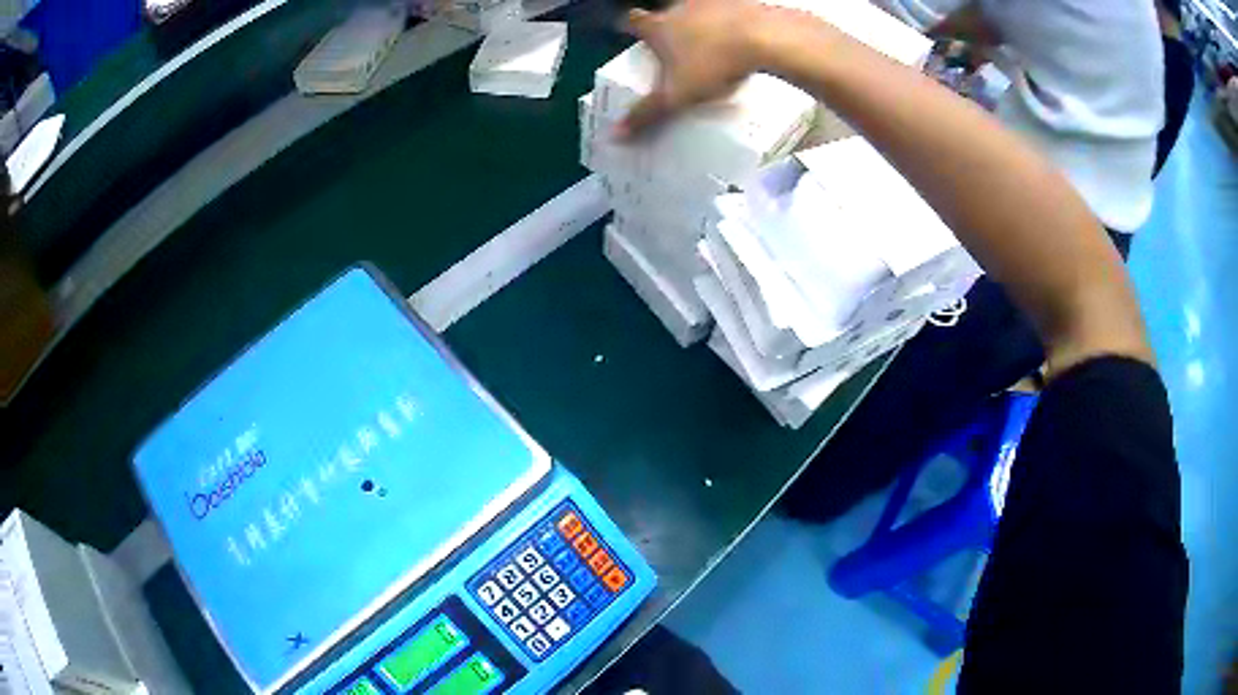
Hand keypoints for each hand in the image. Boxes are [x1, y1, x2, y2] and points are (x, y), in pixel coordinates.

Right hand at [616, 0, 772, 137]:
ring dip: (699, 25)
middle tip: (674, 48)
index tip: (627, 31)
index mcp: (659, 27)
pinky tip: (740, 41)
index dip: (628, 26)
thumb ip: (647, 114)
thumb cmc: (712, 63)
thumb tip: (615, 135)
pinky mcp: (741, 3)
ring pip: (697, 11)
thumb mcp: (677, 96)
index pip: (633, 21)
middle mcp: (680, 7)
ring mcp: (711, 2)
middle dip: (668, 29)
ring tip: (710, 47)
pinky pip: (730, 12)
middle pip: (666, 15)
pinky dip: (730, 24)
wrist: (764, 37)